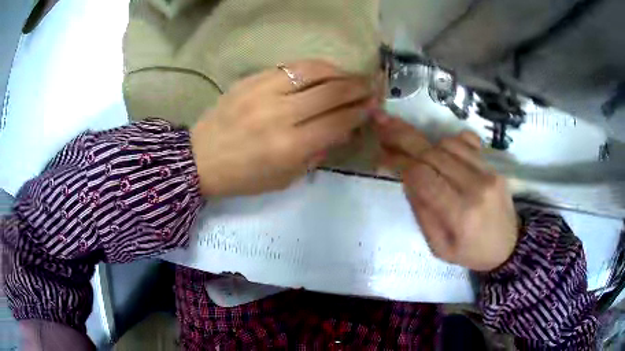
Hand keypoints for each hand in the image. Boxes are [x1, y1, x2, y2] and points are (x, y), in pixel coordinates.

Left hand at [191, 60, 376, 196]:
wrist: (200, 158)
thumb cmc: (243, 177)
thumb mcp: (284, 178)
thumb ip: (316, 153)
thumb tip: (342, 129)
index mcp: (289, 147)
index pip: (337, 122)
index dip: (360, 112)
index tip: (373, 106)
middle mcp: (279, 114)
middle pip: (331, 93)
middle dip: (357, 88)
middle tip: (371, 87)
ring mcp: (263, 92)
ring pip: (313, 71)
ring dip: (339, 72)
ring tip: (351, 76)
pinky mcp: (251, 80)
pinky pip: (290, 66)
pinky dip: (313, 67)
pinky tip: (324, 70)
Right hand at [374, 113, 518, 271]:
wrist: (508, 247)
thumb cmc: (471, 253)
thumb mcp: (440, 248)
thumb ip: (422, 213)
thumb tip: (407, 179)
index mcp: (460, 215)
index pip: (423, 178)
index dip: (399, 163)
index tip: (382, 157)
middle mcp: (476, 187)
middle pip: (433, 154)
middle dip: (403, 138)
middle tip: (382, 122)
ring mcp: (488, 173)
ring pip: (448, 144)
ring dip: (426, 145)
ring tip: (416, 153)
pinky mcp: (494, 166)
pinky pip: (467, 142)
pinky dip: (448, 141)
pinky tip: (441, 149)